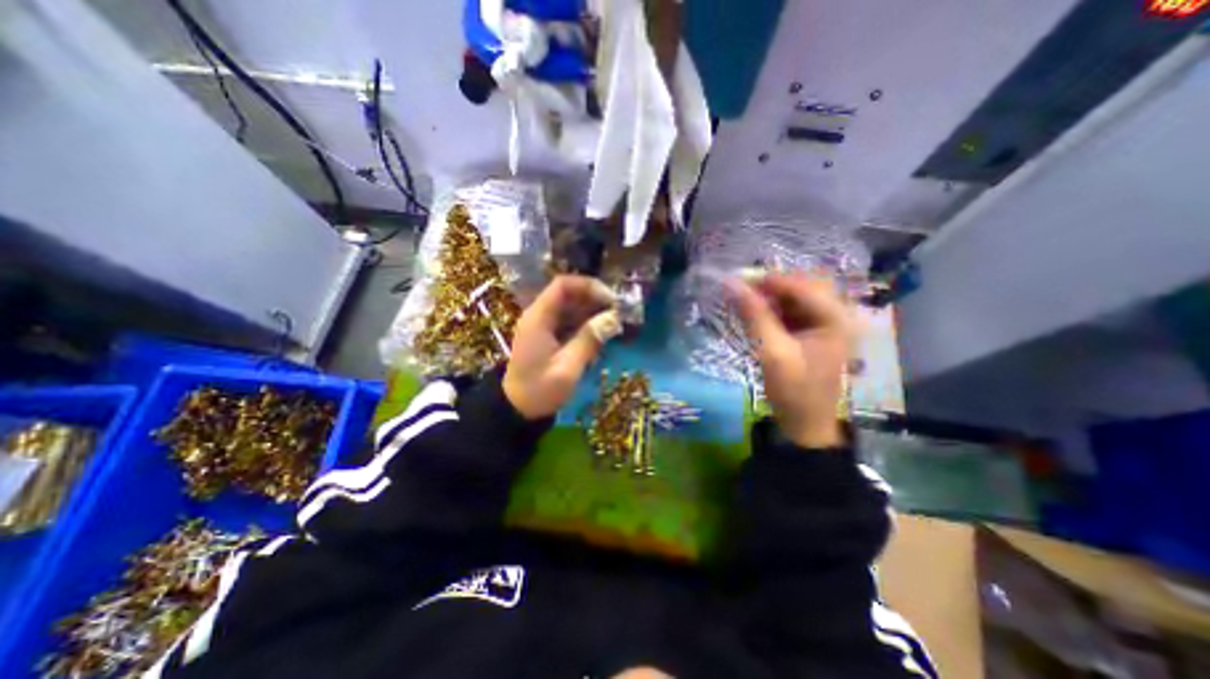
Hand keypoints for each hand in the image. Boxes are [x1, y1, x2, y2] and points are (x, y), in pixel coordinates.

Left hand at [501, 274, 617, 417]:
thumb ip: (589, 340)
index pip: (563, 285)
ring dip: (593, 312)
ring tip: (614, 325)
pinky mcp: (549, 336)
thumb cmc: (540, 390)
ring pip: (572, 307)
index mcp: (538, 318)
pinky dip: (587, 324)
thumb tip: (613, 318)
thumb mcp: (567, 368)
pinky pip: (570, 321)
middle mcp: (540, 316)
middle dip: (595, 300)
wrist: (517, 409)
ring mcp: (544, 326)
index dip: (589, 286)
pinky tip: (601, 336)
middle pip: (569, 294)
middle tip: (619, 313)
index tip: (611, 299)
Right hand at [722, 269, 853, 450]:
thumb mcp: (773, 352)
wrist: (805, 425)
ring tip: (741, 301)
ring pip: (792, 297)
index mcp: (836, 318)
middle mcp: (835, 314)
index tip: (736, 279)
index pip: (801, 285)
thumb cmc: (794, 391)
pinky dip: (769, 309)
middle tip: (740, 291)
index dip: (768, 280)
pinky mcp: (810, 332)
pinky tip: (752, 314)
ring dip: (767, 297)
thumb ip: (755, 315)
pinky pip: (789, 310)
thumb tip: (731, 283)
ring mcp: (823, 323)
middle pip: (799, 286)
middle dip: (769, 287)